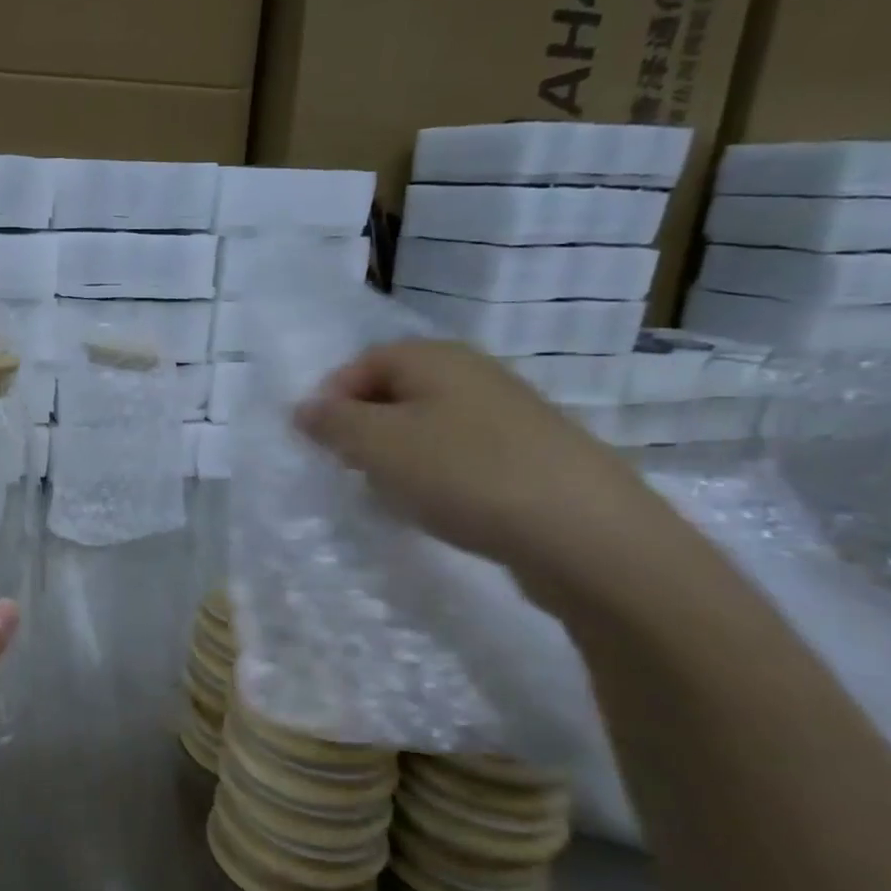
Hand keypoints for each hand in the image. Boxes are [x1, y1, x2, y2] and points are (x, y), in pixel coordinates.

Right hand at [294, 339, 679, 602]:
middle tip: (349, 468)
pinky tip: (439, 506)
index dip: (330, 399)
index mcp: (434, 357)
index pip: (361, 363)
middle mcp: (473, 373)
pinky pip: (460, 454)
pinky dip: (436, 475)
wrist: (585, 533)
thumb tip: (304, 409)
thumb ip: (332, 422)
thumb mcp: (377, 444)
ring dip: (397, 455)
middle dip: (362, 429)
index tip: (317, 443)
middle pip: (394, 392)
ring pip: (426, 425)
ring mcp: (507, 414)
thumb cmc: (464, 474)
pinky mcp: (530, 456)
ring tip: (392, 492)